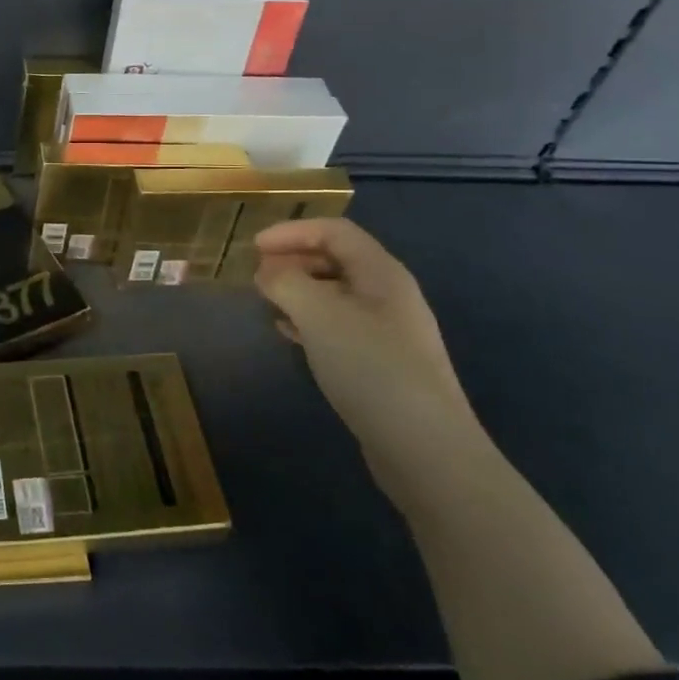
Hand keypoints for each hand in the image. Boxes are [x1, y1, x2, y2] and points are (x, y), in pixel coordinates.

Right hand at [254, 218, 485, 499]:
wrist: (424, 448)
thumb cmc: (370, 367)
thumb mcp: (318, 314)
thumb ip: (286, 282)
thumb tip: (267, 271)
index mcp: (381, 273)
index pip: (335, 231)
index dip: (292, 231)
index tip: (253, 247)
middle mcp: (389, 296)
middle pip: (337, 259)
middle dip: (294, 259)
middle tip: (258, 274)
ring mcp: (388, 332)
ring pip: (335, 294)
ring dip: (299, 290)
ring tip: (267, 301)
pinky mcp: (381, 364)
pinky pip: (338, 325)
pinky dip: (308, 320)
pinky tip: (288, 333)